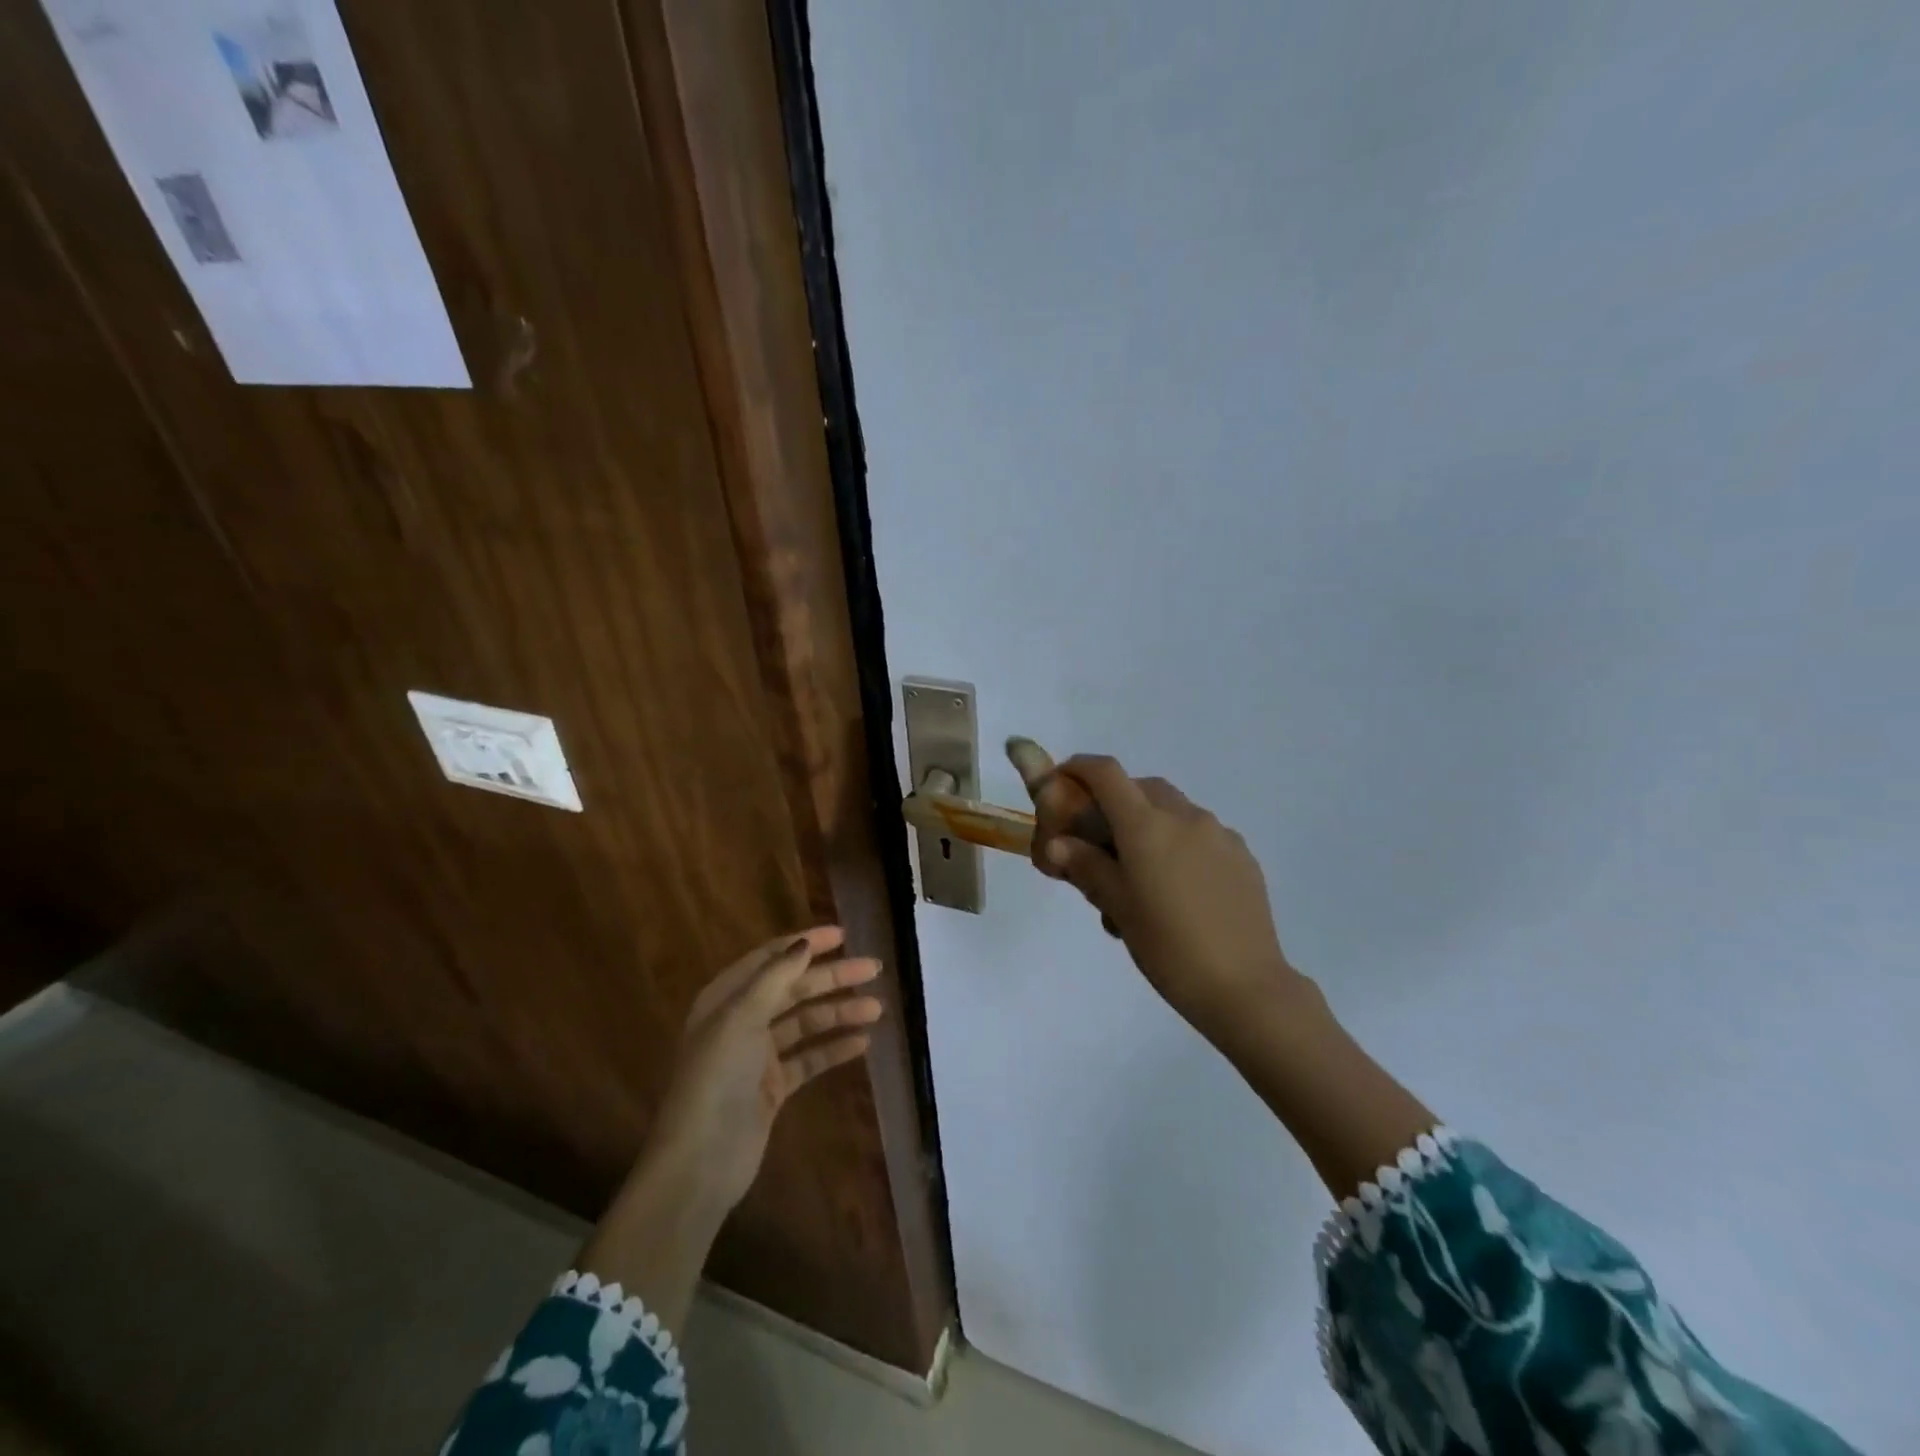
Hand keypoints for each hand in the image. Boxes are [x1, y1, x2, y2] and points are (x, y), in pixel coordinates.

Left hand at [645, 926, 883, 1212]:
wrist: (700, 1163)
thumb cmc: (716, 1079)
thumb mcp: (741, 1018)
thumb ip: (775, 978)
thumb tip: (805, 944)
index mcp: (725, 999)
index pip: (770, 959)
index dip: (806, 944)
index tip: (843, 934)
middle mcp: (741, 1021)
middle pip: (794, 988)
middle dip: (832, 977)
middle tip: (874, 968)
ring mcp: (758, 1056)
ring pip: (805, 1023)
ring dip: (839, 1012)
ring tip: (876, 1008)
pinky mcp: (773, 1088)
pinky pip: (809, 1058)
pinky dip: (833, 1048)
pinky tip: (862, 1043)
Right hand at [1039, 756, 1306, 1037]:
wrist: (1246, 987)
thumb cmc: (1169, 948)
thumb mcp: (1118, 908)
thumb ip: (1087, 867)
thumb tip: (1057, 844)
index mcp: (1147, 826)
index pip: (1106, 773)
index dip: (1079, 768)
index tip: (1062, 782)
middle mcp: (1185, 817)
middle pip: (1141, 788)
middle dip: (1115, 801)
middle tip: (1099, 841)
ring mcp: (1219, 834)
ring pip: (1173, 810)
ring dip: (1148, 824)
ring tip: (1140, 875)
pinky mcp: (1242, 855)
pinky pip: (1200, 834)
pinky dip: (1179, 842)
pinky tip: (1178, 887)